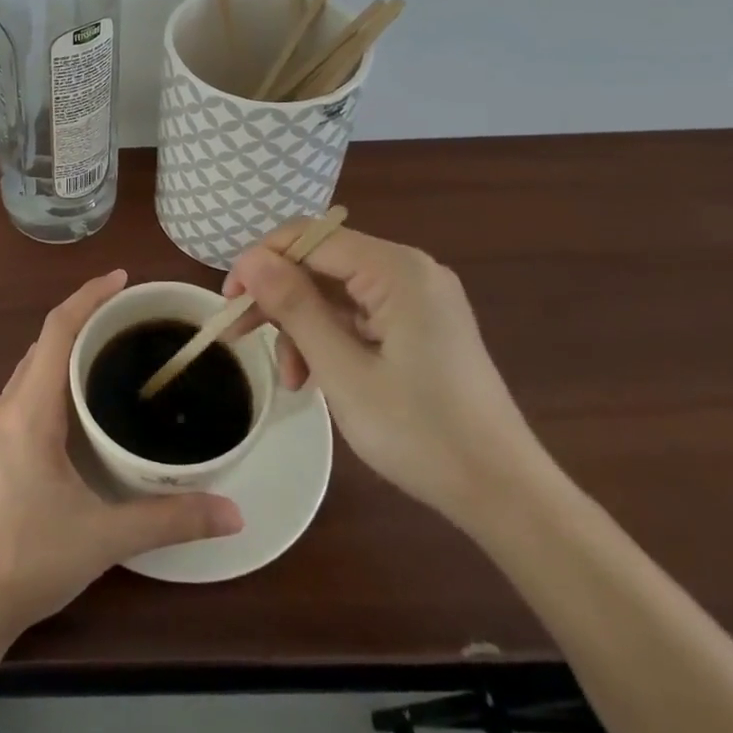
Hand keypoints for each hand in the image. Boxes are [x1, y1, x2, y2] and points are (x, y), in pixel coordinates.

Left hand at [0, 270, 242, 647]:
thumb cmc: (29, 558)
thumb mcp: (105, 537)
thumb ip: (170, 518)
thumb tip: (234, 510)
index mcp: (29, 410)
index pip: (57, 330)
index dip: (88, 296)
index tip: (123, 278)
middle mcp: (8, 405)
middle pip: (46, 341)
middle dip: (85, 316)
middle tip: (132, 313)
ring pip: (35, 365)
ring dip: (69, 346)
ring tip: (114, 346)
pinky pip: (30, 388)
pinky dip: (57, 373)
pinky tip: (84, 397)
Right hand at [225, 224, 546, 531]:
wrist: (504, 494)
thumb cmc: (421, 432)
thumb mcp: (343, 370)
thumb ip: (294, 307)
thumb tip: (251, 259)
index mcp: (396, 270)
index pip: (309, 238)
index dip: (261, 262)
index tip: (228, 301)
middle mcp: (409, 271)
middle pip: (321, 263)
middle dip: (278, 299)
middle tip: (238, 335)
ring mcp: (417, 299)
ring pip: (334, 292)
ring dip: (302, 327)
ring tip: (290, 378)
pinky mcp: (420, 325)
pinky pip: (358, 315)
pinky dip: (330, 339)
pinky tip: (316, 378)